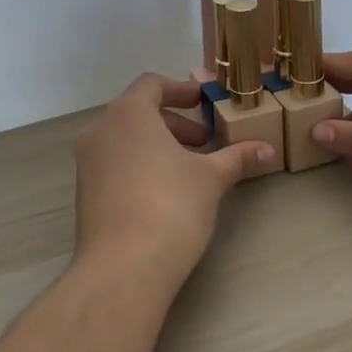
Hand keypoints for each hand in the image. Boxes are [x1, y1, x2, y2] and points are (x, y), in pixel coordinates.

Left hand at [74, 73, 274, 289]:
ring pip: (125, 140)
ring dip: (157, 145)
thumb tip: (268, 149)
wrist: (124, 266)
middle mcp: (101, 130)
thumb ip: (237, 157)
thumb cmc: (171, 206)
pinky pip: (114, 164)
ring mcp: (87, 163)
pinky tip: (164, 192)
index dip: (180, 90)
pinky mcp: (84, 192)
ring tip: (189, 169)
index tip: (204, 103)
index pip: (152, 84)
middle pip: (138, 112)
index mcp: (128, 114)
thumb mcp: (211, 178)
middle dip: (174, 123)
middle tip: (204, 142)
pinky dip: (139, 165)